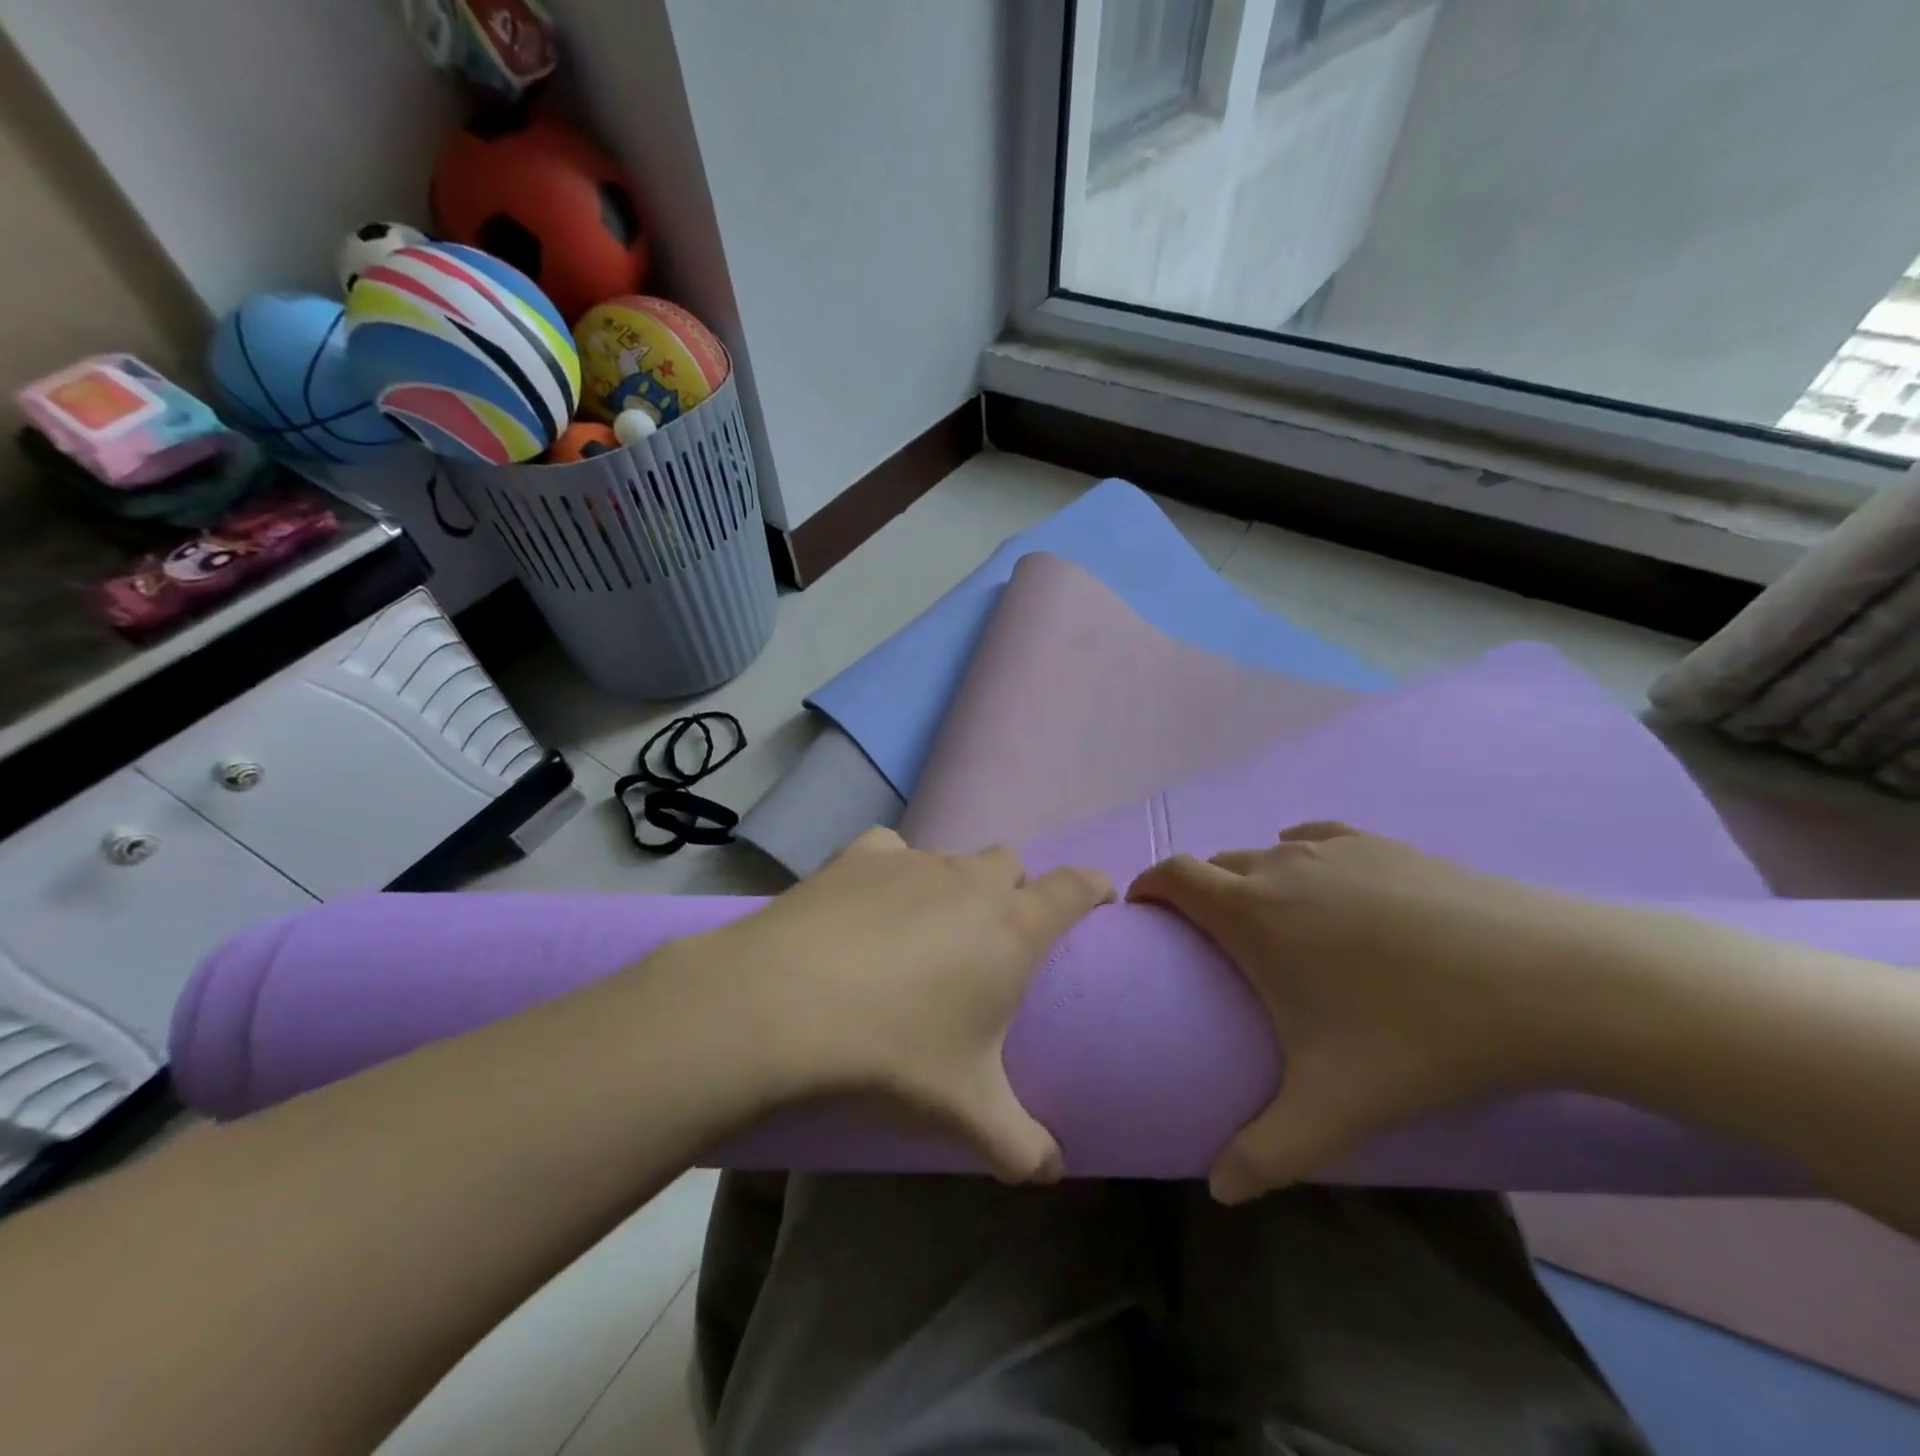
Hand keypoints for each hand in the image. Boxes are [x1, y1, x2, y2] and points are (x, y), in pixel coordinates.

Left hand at [709, 828, 1113, 1182]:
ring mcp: (913, 861)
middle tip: (997, 934)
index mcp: (1012, 928)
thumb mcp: (967, 1110)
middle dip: (1016, 888)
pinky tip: (872, 901)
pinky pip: (892, 850)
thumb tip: (1052, 1173)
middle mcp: (970, 881)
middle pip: (1011, 863)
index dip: (1092, 887)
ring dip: (956, 883)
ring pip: (954, 857)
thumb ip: (1020, 1144)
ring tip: (929, 928)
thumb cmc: (895, 1052)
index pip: (1073, 887)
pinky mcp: (860, 855)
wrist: (786, 1005)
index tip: (1098, 897)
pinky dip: (894, 869)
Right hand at [1128, 823, 1627, 1202]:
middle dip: (1200, 895)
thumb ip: (1267, 1153)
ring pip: (1267, 853)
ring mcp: (1334, 846)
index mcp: (1250, 912)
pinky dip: (1301, 858)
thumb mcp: (1335, 1106)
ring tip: (1278, 926)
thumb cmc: (1419, 1035)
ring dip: (1253, 881)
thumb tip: (1219, 1191)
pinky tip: (1329, 888)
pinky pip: (1317, 840)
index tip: (1145, 917)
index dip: (1147, 887)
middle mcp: (1280, 864)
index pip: (1171, 875)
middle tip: (1216, 945)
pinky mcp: (1383, 842)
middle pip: (1216, 865)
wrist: (1547, 981)